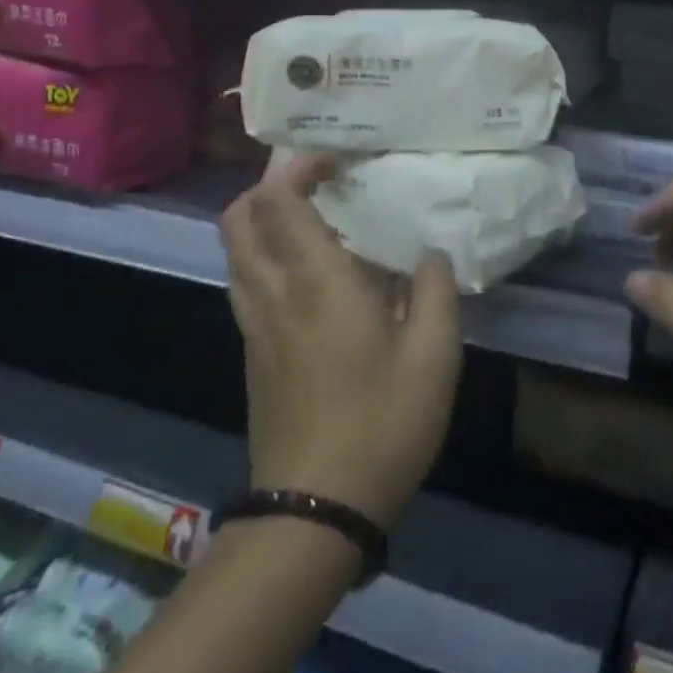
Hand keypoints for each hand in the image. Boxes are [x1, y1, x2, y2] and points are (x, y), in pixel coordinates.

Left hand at [219, 155, 461, 529]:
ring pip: (236, 252)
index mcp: (318, 283)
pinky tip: (314, 277)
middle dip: (268, 186)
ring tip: (318, 222)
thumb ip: (436, 291)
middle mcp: (274, 294)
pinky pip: (247, 283)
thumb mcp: (435, 356)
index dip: (297, 167)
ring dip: (265, 221)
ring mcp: (255, 326)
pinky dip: (267, 257)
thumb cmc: (382, 425)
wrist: (313, 512)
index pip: (278, 202)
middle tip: (318, 183)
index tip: (335, 160)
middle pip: (238, 219)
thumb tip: (428, 254)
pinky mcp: (253, 354)